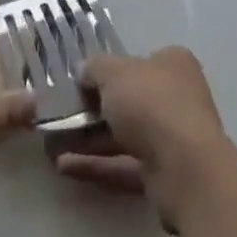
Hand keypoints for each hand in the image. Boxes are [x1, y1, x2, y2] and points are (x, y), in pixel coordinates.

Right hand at [53, 48, 236, 227]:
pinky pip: (124, 165)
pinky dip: (96, 164)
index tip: (82, 81)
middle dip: (95, 109)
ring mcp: (172, 138)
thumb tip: (83, 71)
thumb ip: (95, 68)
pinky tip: (63, 166)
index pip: (140, 61)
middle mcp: (177, 97)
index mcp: (173, 64)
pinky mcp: (163, 175)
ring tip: (52, 144)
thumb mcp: (114, 73)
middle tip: (62, 114)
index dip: (111, 69)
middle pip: (131, 100)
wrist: (185, 169)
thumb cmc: (151, 104)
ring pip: (125, 135)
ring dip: (90, 140)